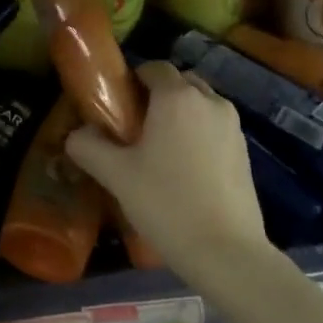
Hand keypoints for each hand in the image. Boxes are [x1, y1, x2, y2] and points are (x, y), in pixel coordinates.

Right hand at [64, 61, 266, 278]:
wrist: (228, 254)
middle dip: (158, 97)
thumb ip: (88, 146)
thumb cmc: (167, 204)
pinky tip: (185, 171)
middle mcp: (209, 101)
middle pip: (179, 83)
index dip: (132, 81)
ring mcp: (233, 127)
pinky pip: (215, 129)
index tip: (116, 106)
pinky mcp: (246, 153)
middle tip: (135, 128)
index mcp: (177, 96)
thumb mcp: (116, 175)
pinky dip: (199, 136)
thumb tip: (76, 134)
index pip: (153, 68)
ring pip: (200, 106)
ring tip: (160, 151)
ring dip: (180, 116)